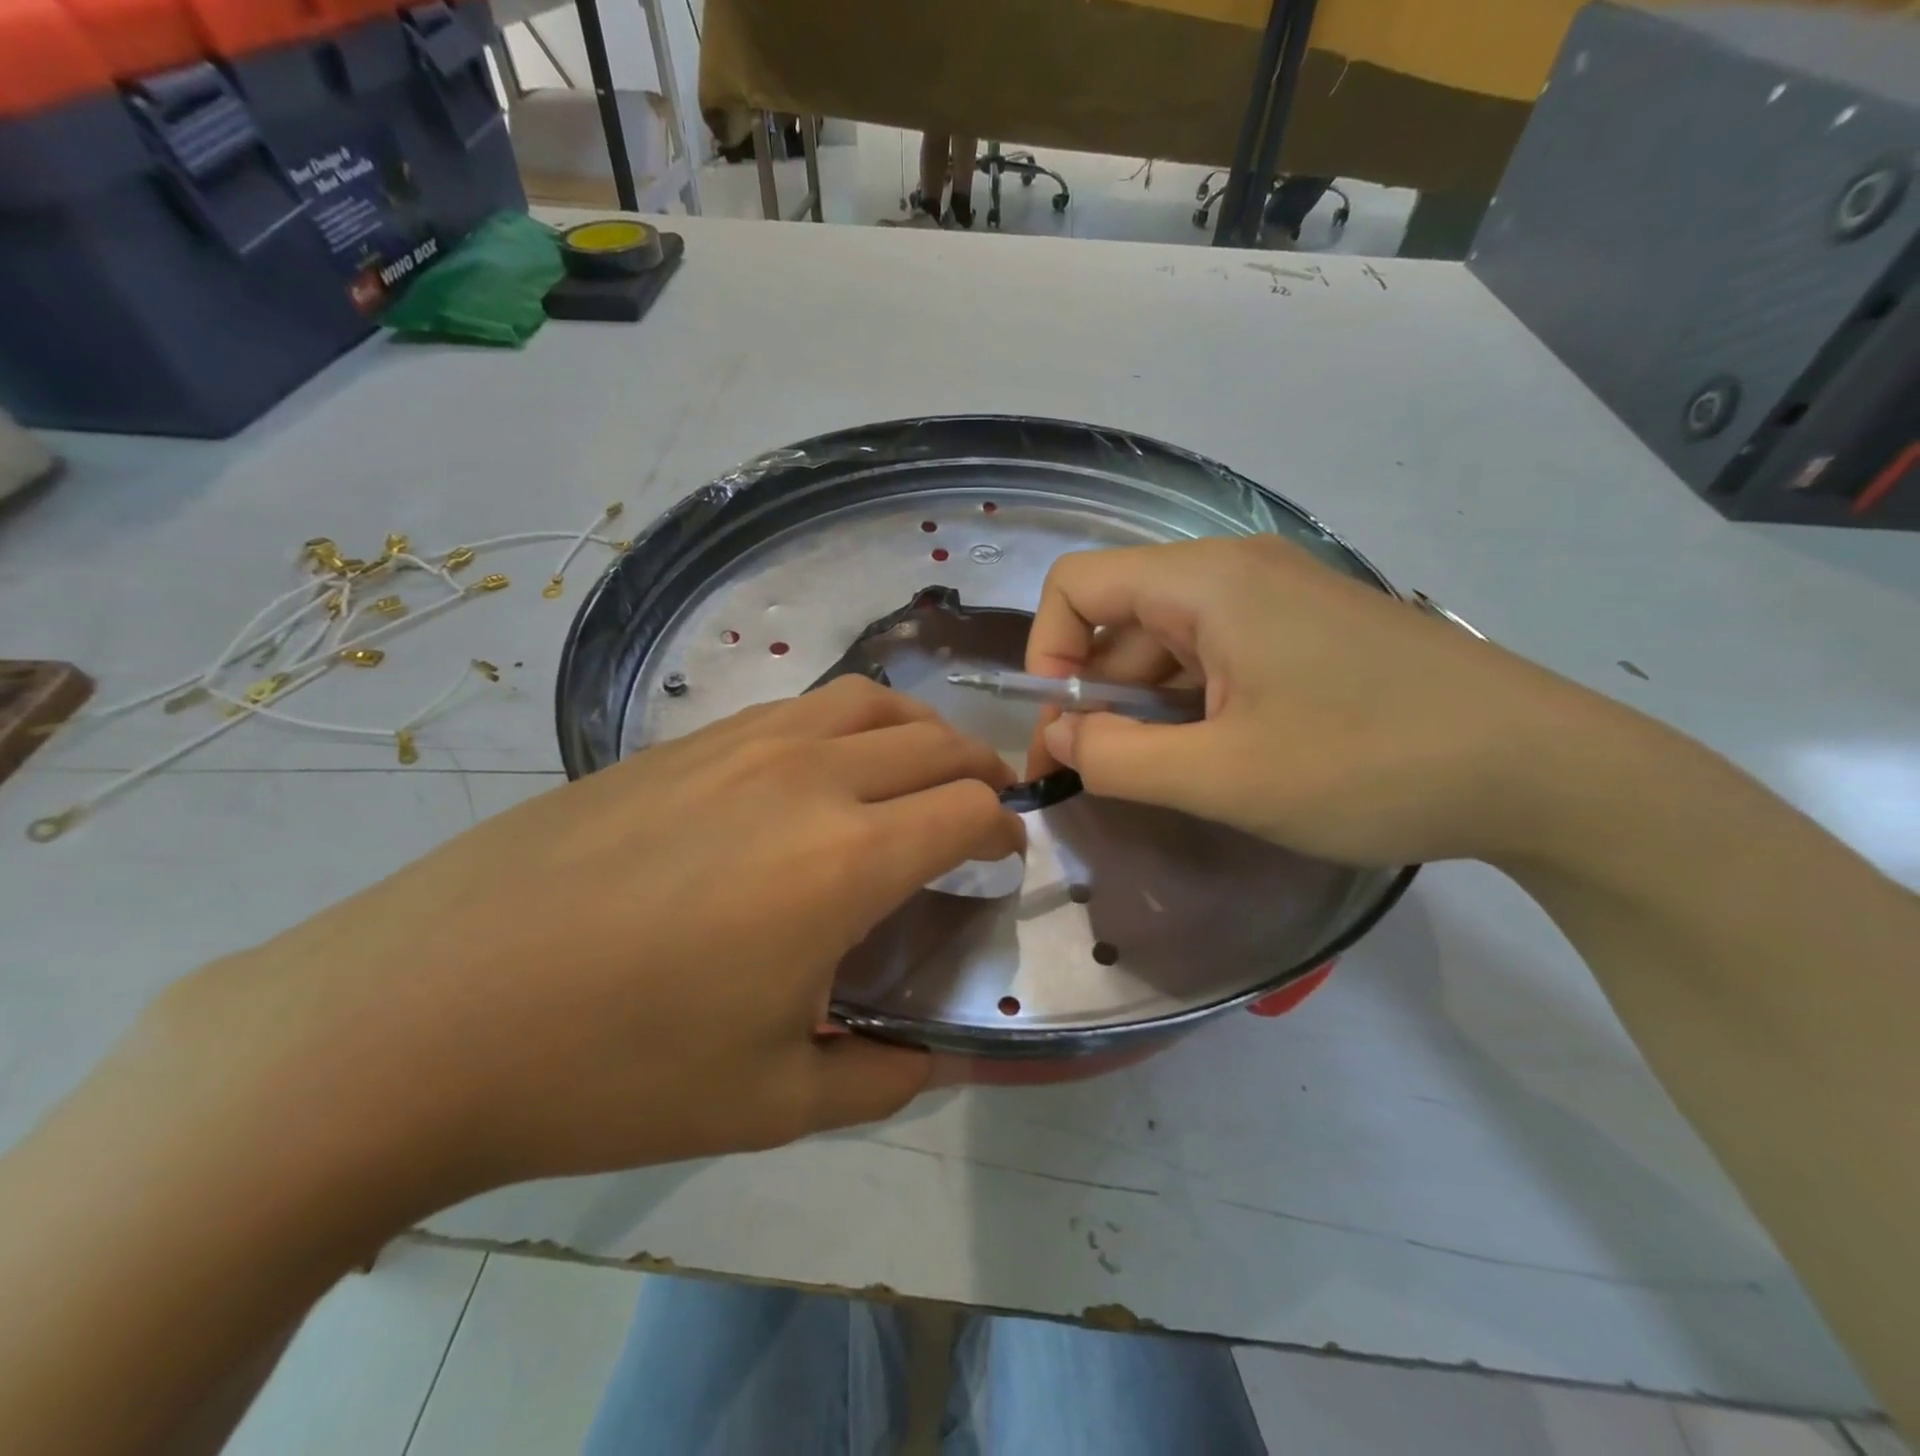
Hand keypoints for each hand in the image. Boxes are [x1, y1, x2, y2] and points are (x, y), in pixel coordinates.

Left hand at [154, 677, 1020, 1196]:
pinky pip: (797, 708)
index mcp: (845, 859)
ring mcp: (739, 744)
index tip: (1004, 856)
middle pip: (932, 739)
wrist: (426, 1011)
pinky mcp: (680, 741)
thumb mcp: (771, 1101)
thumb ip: (877, 1078)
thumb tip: (930, 1062)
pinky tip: (821, 770)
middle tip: (988, 803)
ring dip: (917, 728)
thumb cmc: (614, 1068)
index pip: (967, 809)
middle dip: (979, 767)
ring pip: (866, 700)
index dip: (1002, 829)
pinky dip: (846, 722)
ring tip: (921, 767)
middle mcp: (808, 777)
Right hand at [1025, 536, 1615, 868]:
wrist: (1543, 771)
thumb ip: (1117, 758)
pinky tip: (1219, 759)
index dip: (1048, 653)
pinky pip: (1217, 660)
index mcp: (1206, 581)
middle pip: (1121, 619)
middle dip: (1096, 696)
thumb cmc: (1371, 764)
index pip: (1076, 584)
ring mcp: (1277, 601)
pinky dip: (1193, 708)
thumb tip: (1058, 738)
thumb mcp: (1224, 775)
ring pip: (1169, 646)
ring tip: (1172, 778)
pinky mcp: (1307, 634)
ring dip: (1147, 709)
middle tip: (1102, 776)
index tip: (1064, 729)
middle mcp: (1235, 572)